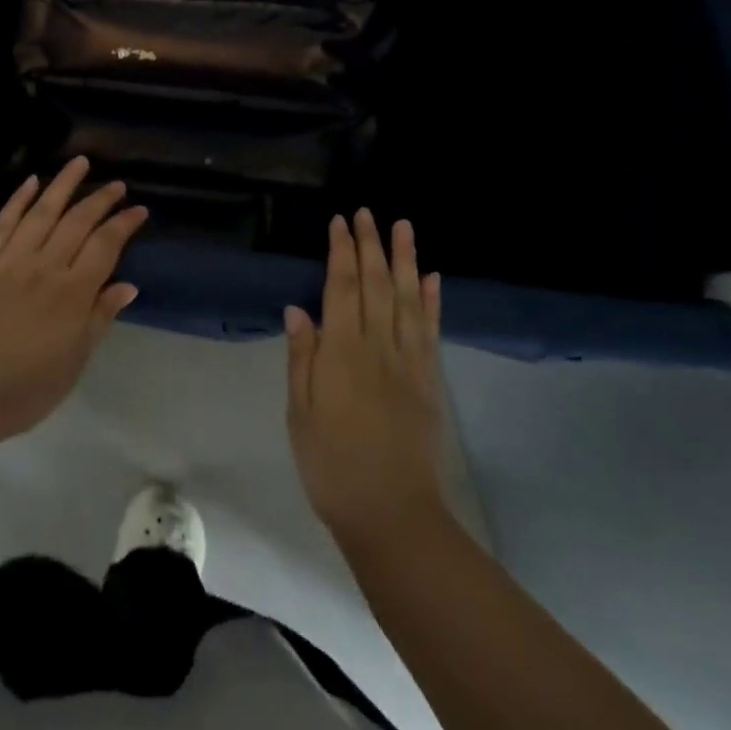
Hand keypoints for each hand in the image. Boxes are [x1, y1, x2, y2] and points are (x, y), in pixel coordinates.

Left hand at [0, 158, 145, 451]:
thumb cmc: (24, 389)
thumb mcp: (74, 362)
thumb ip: (100, 318)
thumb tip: (127, 285)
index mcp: (73, 293)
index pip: (105, 246)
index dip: (123, 224)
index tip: (138, 210)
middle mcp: (45, 266)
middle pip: (77, 221)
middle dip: (100, 199)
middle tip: (116, 184)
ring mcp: (10, 260)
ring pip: (42, 211)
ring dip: (63, 184)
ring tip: (79, 162)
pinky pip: (2, 222)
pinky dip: (18, 200)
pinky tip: (30, 182)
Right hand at [285, 211, 448, 547]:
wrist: (393, 516)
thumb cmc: (332, 466)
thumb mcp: (300, 415)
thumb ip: (302, 358)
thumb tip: (297, 308)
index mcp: (342, 353)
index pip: (342, 288)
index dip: (341, 252)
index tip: (339, 222)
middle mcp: (378, 347)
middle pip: (376, 284)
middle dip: (371, 245)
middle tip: (367, 212)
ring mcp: (409, 362)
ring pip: (407, 299)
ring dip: (405, 260)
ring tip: (404, 227)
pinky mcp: (429, 381)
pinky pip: (431, 331)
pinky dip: (432, 301)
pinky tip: (432, 278)